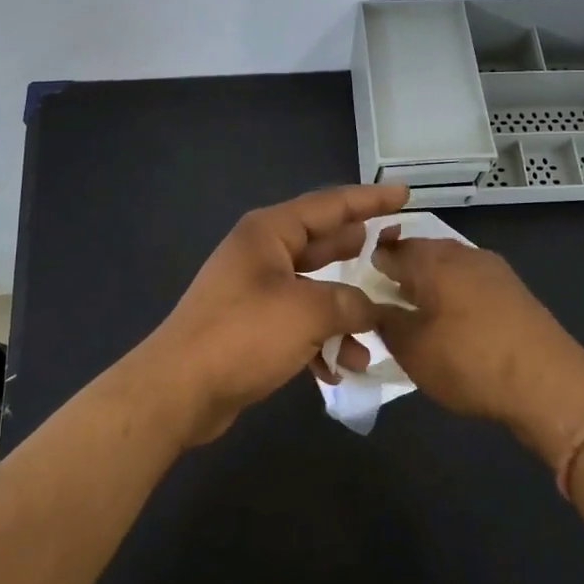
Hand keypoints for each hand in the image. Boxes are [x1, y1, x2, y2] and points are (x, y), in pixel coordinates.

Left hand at [140, 184, 409, 445]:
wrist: (179, 390)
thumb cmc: (243, 335)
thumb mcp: (307, 312)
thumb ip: (350, 303)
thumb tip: (373, 309)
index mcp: (269, 232)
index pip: (329, 205)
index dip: (369, 199)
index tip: (404, 193)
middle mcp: (262, 254)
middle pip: (322, 244)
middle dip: (360, 252)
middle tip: (399, 250)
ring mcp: (255, 291)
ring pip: (314, 289)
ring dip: (345, 312)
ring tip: (380, 329)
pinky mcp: (252, 327)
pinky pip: (299, 323)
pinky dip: (322, 340)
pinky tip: (343, 367)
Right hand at [371, 232, 583, 462]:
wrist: (549, 384)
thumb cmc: (469, 362)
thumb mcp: (412, 349)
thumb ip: (386, 322)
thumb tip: (374, 306)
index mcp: (432, 260)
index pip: (390, 249)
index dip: (371, 263)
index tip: (359, 283)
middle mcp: (463, 254)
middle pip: (422, 252)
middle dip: (403, 270)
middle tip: (386, 297)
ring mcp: (494, 270)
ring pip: (449, 266)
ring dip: (431, 282)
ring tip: (418, 311)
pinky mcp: (515, 291)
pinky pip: (472, 282)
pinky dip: (455, 294)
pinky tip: (453, 320)